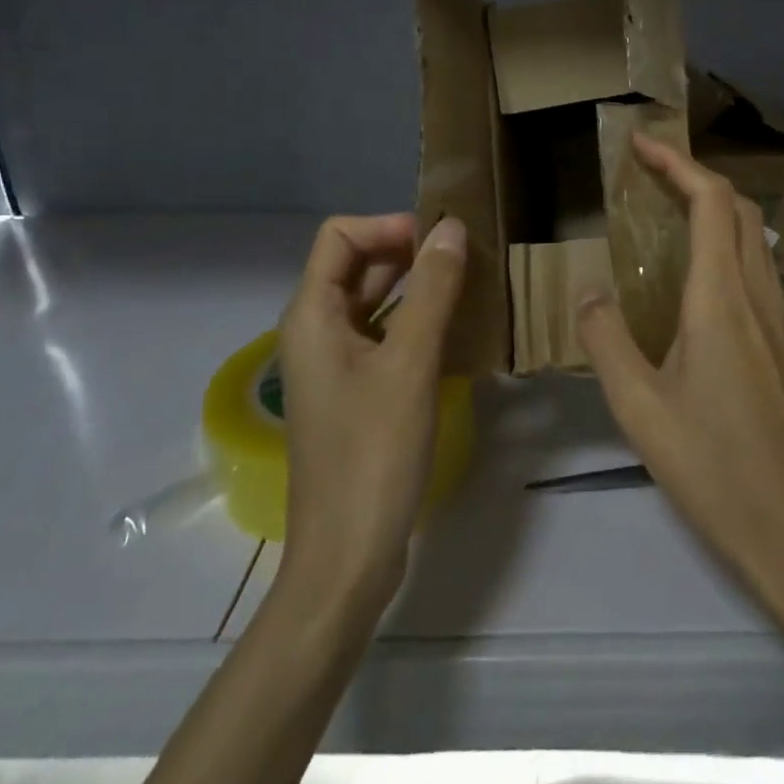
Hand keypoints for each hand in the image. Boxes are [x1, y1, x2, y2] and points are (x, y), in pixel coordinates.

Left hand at [277, 213, 466, 606]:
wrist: (347, 557)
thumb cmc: (373, 454)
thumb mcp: (409, 363)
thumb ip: (432, 290)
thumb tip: (452, 226)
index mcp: (312, 315)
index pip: (340, 235)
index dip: (388, 226)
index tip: (440, 241)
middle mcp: (316, 330)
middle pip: (358, 264)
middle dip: (409, 251)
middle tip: (467, 257)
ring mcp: (336, 364)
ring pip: (375, 301)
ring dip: (418, 286)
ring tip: (471, 285)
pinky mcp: (356, 391)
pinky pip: (385, 336)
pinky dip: (417, 322)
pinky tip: (458, 331)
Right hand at [575, 135, 783, 631]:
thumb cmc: (715, 469)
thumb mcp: (640, 410)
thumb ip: (607, 342)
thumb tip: (589, 292)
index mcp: (721, 300)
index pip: (711, 201)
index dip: (677, 162)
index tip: (640, 144)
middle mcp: (757, 297)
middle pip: (738, 209)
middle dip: (695, 176)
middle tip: (648, 175)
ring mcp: (781, 322)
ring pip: (753, 239)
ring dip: (714, 210)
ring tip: (666, 216)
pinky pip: (757, 271)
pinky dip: (726, 246)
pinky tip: (696, 281)